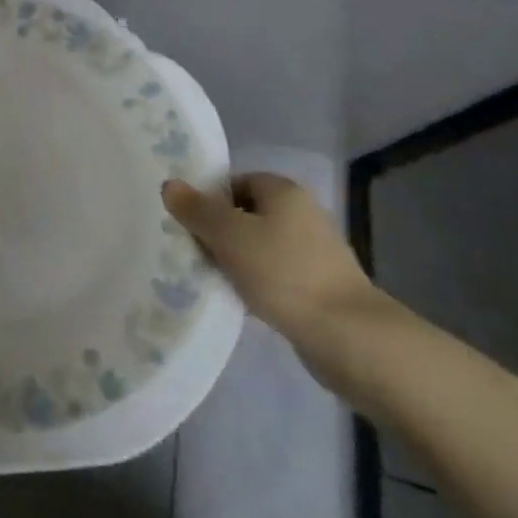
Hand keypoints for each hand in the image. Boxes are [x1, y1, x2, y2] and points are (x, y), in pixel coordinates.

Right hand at [162, 173, 378, 346]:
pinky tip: (242, 301)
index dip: (210, 199)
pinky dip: (258, 283)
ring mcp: (315, 251)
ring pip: (261, 246)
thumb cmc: (283, 273)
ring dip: (237, 260)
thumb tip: (169, 184)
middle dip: (220, 232)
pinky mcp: (320, 285)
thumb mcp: (229, 236)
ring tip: (212, 278)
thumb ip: (196, 210)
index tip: (188, 224)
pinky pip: (276, 274)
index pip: (236, 182)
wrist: (348, 336)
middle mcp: (303, 213)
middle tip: (193, 251)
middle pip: (247, 213)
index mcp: (284, 190)